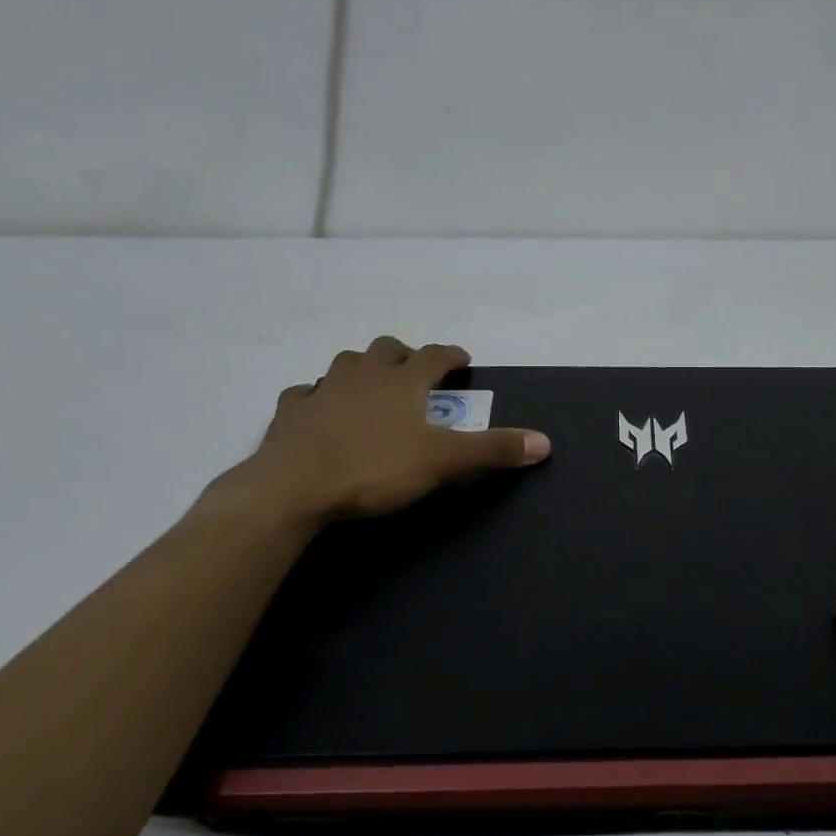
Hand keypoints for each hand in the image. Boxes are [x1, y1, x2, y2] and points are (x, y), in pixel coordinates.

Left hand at [198, 337, 549, 530]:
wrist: (295, 487)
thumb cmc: (375, 468)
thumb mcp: (443, 462)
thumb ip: (492, 450)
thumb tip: (545, 442)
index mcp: (402, 382)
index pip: (434, 355)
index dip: (451, 355)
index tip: (462, 359)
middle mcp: (363, 375)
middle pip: (386, 349)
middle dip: (404, 354)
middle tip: (414, 370)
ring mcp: (323, 390)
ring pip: (345, 363)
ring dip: (361, 368)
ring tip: (370, 385)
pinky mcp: (291, 412)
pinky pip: (304, 393)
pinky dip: (316, 396)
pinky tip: (318, 408)